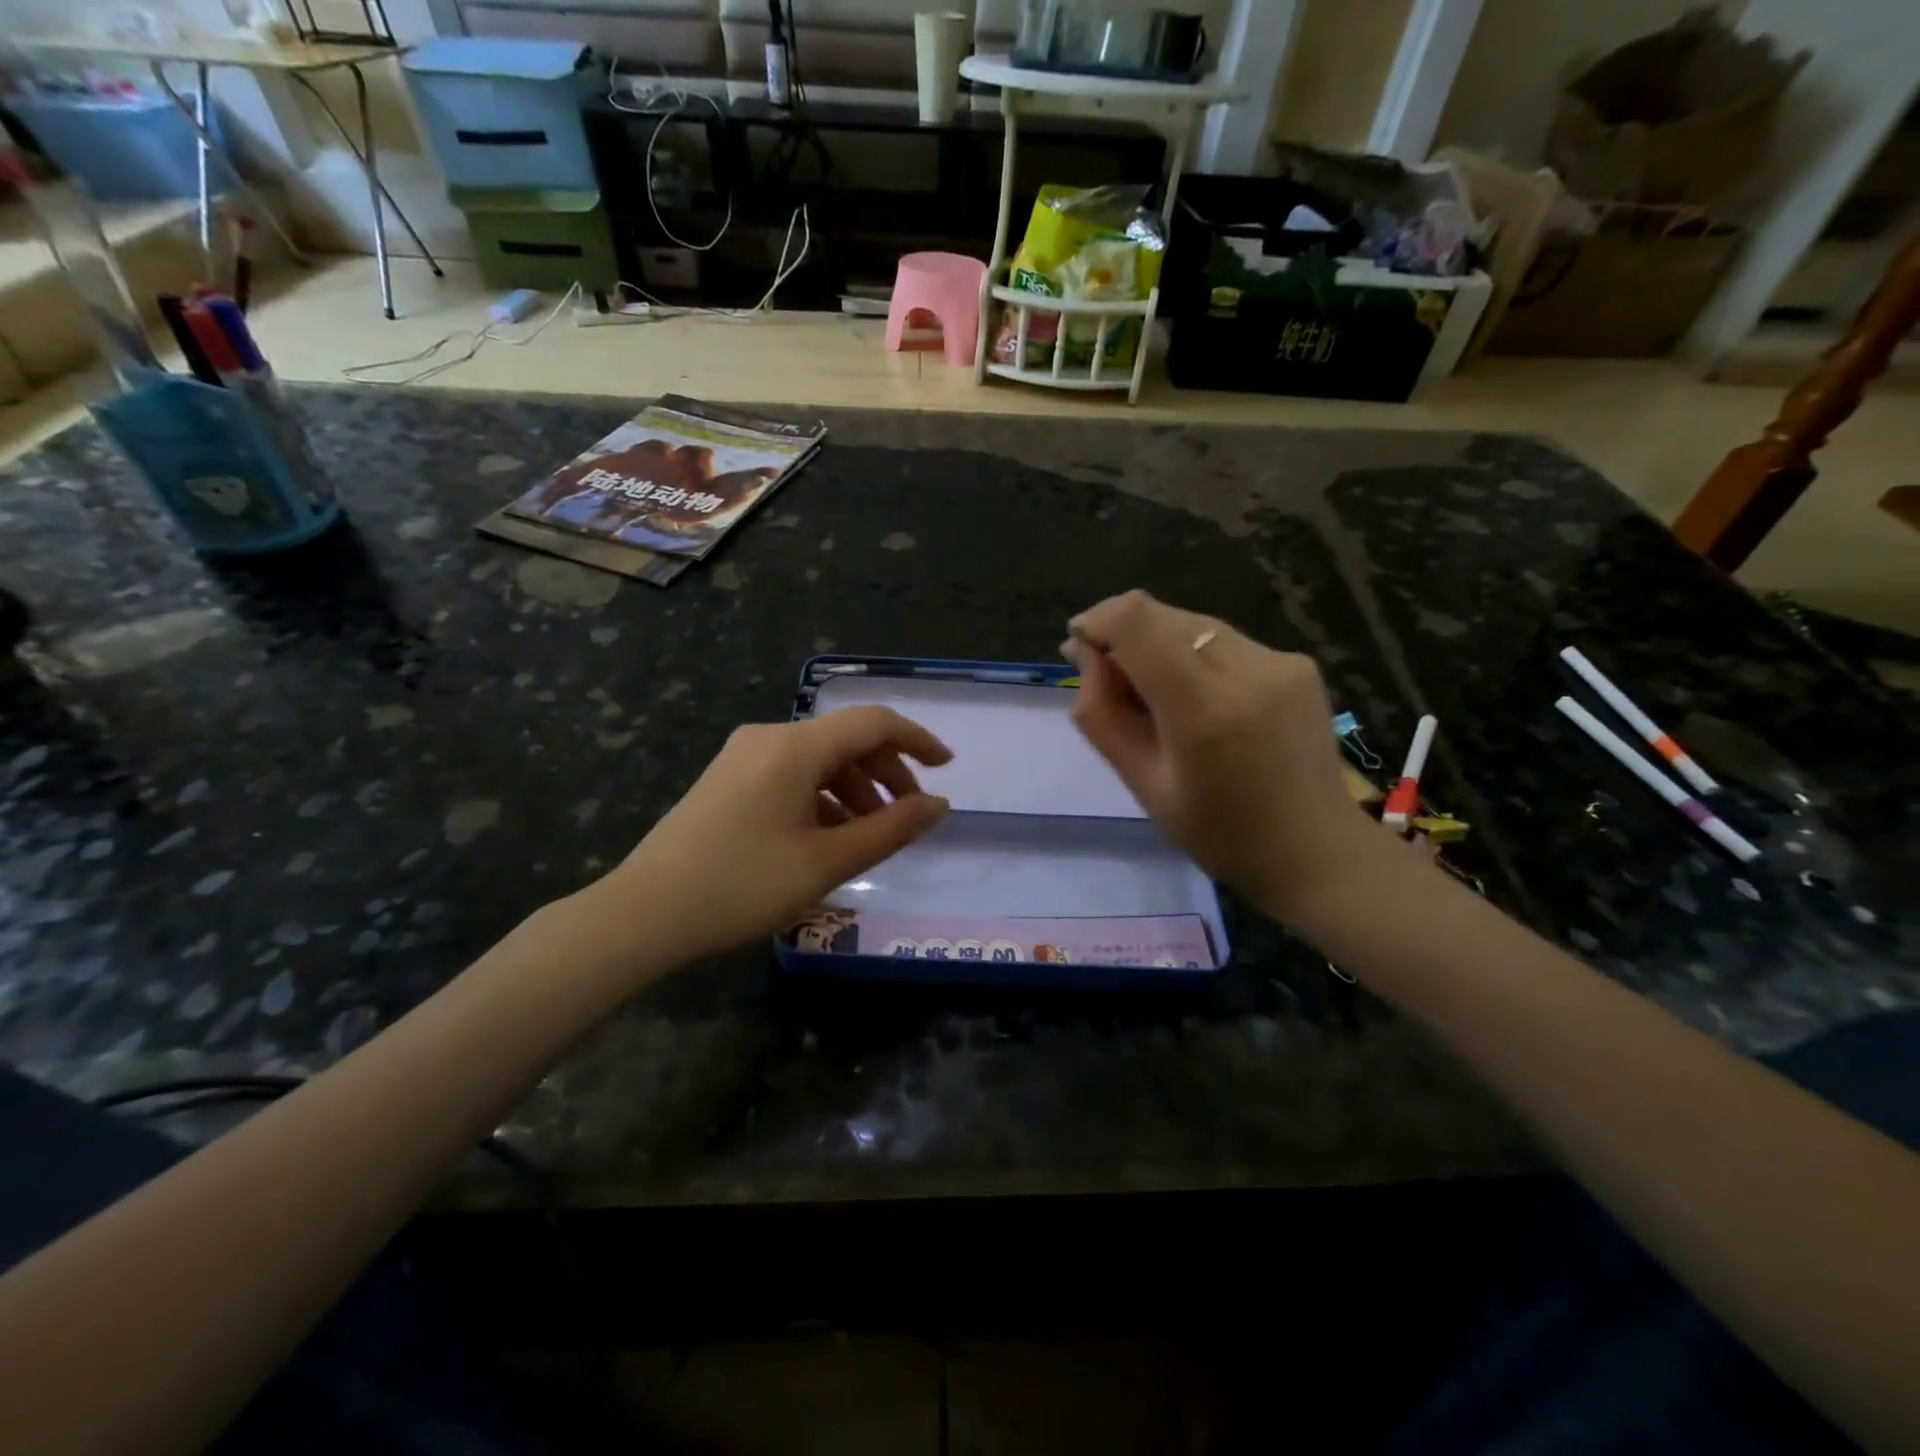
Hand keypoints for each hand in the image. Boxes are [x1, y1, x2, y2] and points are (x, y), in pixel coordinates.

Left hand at [583, 707, 952, 966]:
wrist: (643, 915)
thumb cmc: (742, 887)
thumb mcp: (827, 862)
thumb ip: (891, 829)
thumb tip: (939, 806)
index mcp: (794, 747)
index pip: (873, 723)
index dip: (917, 740)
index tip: (948, 767)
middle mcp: (768, 737)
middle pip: (845, 740)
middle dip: (887, 773)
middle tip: (909, 816)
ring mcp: (743, 757)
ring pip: (818, 760)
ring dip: (855, 789)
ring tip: (870, 836)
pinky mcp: (728, 779)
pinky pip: (791, 775)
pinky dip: (822, 798)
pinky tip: (828, 838)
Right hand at [1062, 590, 1390, 925]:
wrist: (1317, 851)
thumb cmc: (1219, 834)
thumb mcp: (1144, 785)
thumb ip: (1103, 716)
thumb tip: (1086, 655)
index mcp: (1204, 710)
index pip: (1138, 620)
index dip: (1098, 620)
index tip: (1080, 647)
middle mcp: (1248, 669)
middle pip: (1163, 616)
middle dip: (1124, 637)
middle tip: (1112, 684)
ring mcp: (1281, 662)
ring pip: (1194, 624)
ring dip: (1160, 647)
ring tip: (1156, 697)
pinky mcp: (1299, 663)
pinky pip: (1225, 642)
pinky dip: (1195, 657)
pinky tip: (1200, 700)